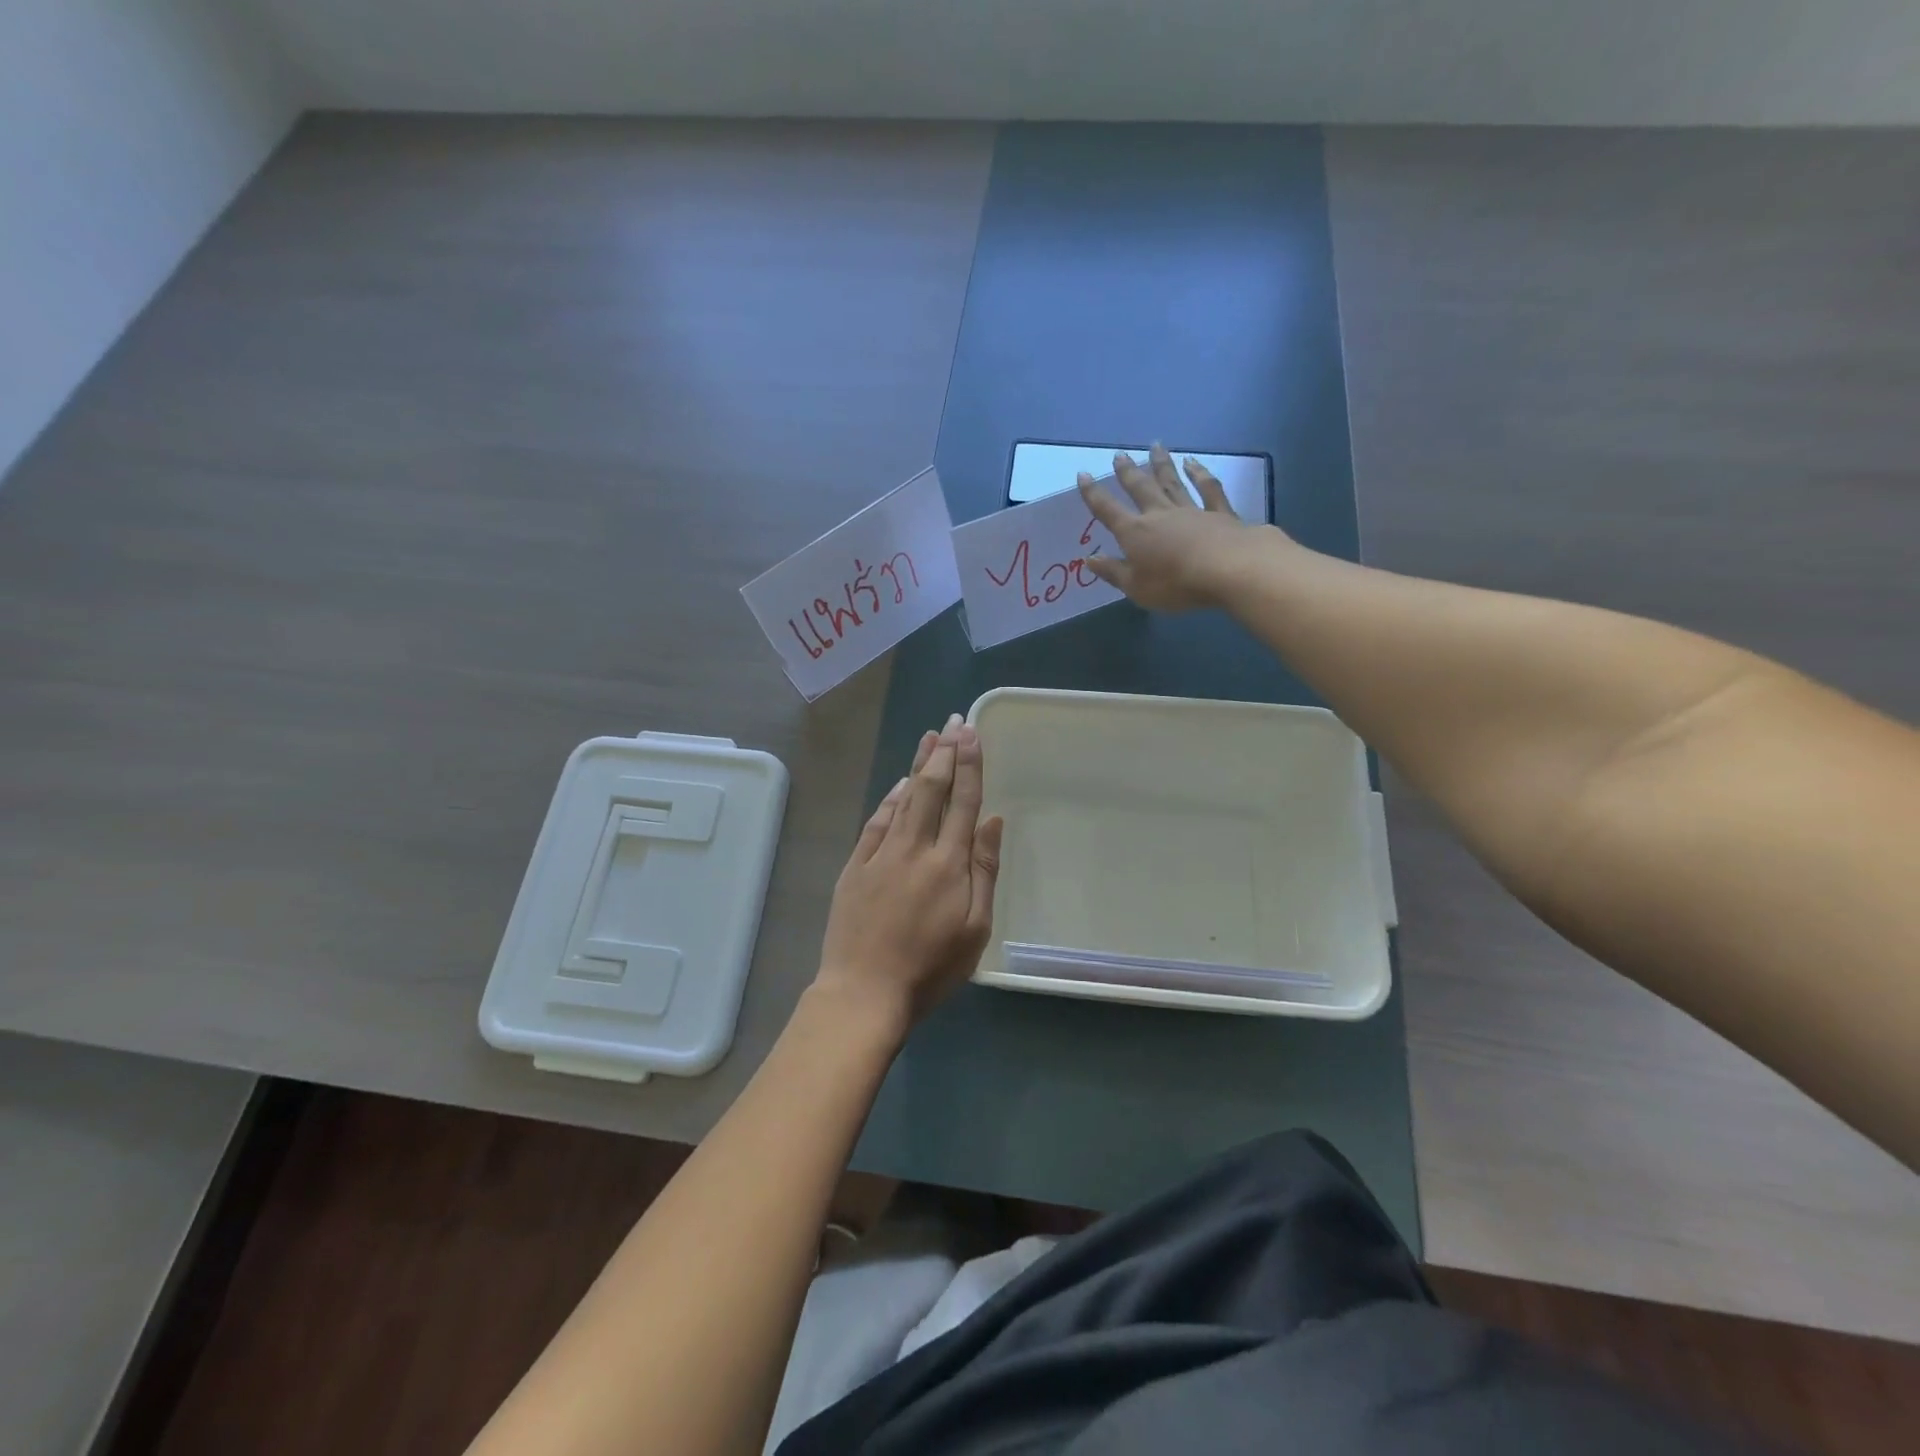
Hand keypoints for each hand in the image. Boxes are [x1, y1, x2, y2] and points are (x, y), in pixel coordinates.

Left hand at [815, 714, 1003, 1030]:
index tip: (972, 734)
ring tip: (930, 737)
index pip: (963, 802)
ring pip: (903, 798)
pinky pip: (876, 822)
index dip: (970, 766)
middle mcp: (915, 848)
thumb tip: (991, 821)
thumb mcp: (975, 929)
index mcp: (949, 864)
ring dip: (918, 766)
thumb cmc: (929, 968)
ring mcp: (881, 854)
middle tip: (954, 722)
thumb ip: (984, 871)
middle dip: (945, 752)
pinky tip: (898, 784)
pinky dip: (889, 798)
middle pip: (932, 790)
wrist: (864, 992)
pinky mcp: (855, 866)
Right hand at [1078, 444, 1276, 610]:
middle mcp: (1160, 514)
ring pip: (1172, 482)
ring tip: (1154, 445)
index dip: (1093, 494)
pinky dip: (1200, 474)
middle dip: (1127, 472)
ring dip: (1161, 464)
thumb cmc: (1175, 583)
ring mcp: (1191, 510)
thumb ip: (1113, 572)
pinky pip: (1207, 489)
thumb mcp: (1136, 587)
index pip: (1108, 511)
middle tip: (1119, 454)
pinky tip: (1193, 463)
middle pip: (1140, 488)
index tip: (1083, 474)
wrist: (1228, 569)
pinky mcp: (1219, 513)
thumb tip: (1089, 558)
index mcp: (1135, 533)